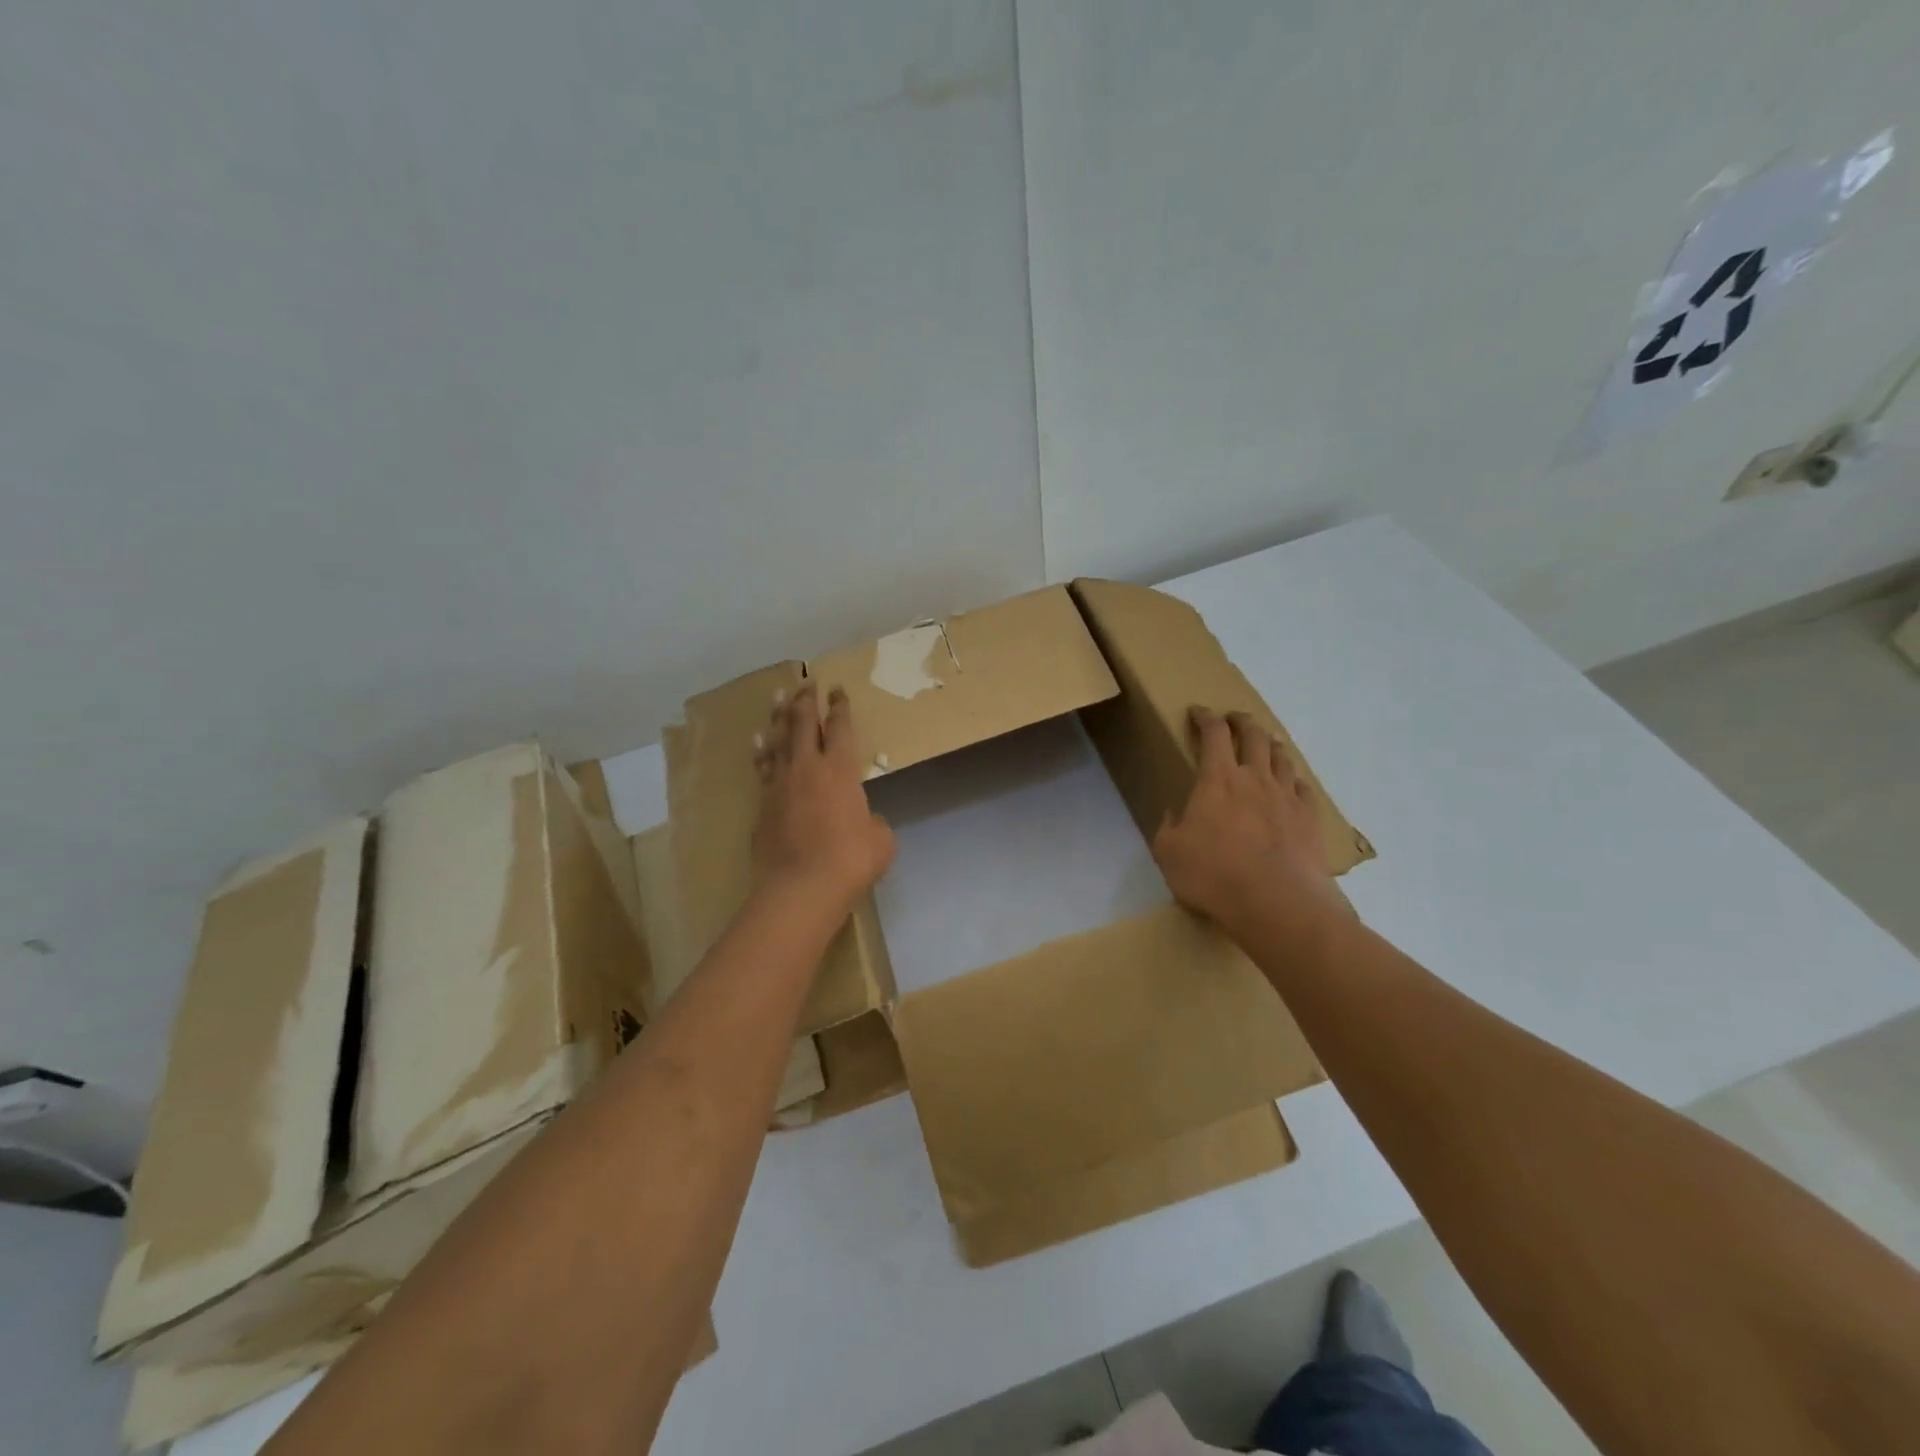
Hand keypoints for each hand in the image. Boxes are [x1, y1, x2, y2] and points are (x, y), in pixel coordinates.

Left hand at [751, 684, 895, 914]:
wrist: (800, 887)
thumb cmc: (850, 860)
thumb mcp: (880, 840)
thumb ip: (873, 822)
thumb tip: (864, 820)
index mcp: (841, 770)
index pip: (842, 729)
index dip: (840, 707)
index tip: (838, 690)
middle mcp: (808, 767)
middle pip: (805, 724)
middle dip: (807, 701)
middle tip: (807, 683)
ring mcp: (780, 784)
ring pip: (778, 740)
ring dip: (779, 717)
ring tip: (778, 697)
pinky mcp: (762, 804)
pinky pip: (762, 768)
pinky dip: (761, 752)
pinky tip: (758, 742)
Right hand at [1152, 707, 1345, 934]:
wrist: (1276, 902)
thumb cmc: (1214, 875)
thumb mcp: (1169, 853)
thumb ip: (1169, 828)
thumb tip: (1176, 814)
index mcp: (1217, 780)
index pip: (1213, 734)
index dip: (1205, 718)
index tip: (1198, 712)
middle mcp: (1255, 778)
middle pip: (1254, 735)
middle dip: (1242, 721)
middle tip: (1234, 719)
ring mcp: (1287, 797)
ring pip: (1282, 757)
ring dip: (1271, 745)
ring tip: (1265, 744)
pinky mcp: (1310, 819)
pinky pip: (1303, 788)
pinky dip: (1294, 780)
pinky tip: (1291, 785)